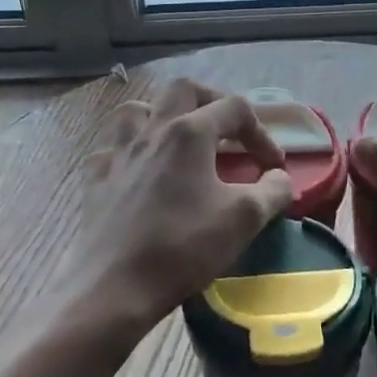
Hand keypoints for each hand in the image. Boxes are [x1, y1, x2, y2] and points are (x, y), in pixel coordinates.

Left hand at [57, 78, 296, 334]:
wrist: (115, 286)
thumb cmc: (183, 247)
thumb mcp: (245, 219)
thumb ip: (273, 191)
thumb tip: (279, 178)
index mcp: (189, 132)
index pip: (235, 108)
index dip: (261, 132)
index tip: (272, 166)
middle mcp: (152, 130)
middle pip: (183, 90)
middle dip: (212, 101)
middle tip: (227, 129)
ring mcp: (119, 153)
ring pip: (137, 110)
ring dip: (162, 116)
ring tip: (178, 139)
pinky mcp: (97, 179)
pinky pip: (112, 150)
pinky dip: (129, 152)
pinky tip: (138, 172)